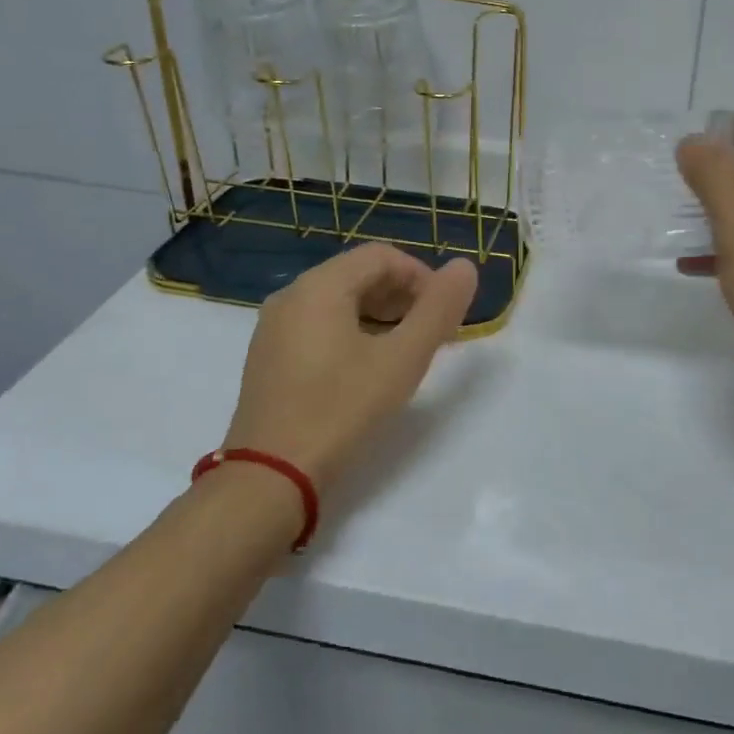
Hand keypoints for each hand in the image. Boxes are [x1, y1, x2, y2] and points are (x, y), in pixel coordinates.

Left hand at [224, 243, 478, 487]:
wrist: (270, 477)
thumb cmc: (341, 409)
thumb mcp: (402, 359)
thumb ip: (438, 309)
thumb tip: (465, 267)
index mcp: (320, 285)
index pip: (383, 256)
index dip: (422, 277)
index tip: (444, 313)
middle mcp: (292, 295)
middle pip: (359, 274)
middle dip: (403, 296)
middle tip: (432, 333)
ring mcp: (274, 327)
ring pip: (339, 301)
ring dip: (381, 315)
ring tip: (406, 351)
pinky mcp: (269, 356)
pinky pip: (319, 324)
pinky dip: (353, 332)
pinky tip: (368, 368)